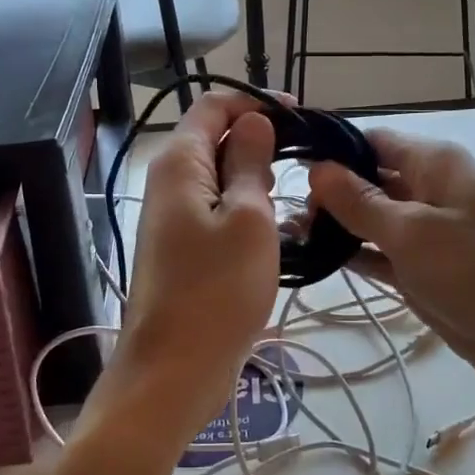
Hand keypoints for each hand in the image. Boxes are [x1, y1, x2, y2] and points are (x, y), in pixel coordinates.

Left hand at [102, 91, 280, 445]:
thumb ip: (249, 162)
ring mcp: (175, 218)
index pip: (214, 106)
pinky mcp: (185, 248)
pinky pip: (219, 212)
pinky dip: (248, 212)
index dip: (256, 103)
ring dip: (257, 182)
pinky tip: (278, 232)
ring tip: (293, 204)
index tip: (301, 117)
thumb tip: (254, 120)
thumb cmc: (216, 290)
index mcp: (179, 164)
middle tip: (304, 166)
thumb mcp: (247, 218)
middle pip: (216, 140)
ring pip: (221, 179)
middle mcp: (170, 183)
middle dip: (260, 143)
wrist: (174, 371)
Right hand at [307, 130, 474, 412]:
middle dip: (326, 192)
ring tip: (282, 235)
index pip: (371, 142)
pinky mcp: (425, 275)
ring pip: (371, 222)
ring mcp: (427, 236)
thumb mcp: (416, 231)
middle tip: (273, 210)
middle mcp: (429, 192)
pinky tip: (314, 261)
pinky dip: (353, 257)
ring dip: (334, 227)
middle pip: (368, 181)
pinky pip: (381, 256)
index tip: (282, 165)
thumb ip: (362, 202)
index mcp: (434, 164)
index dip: (330, 150)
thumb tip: (318, 169)